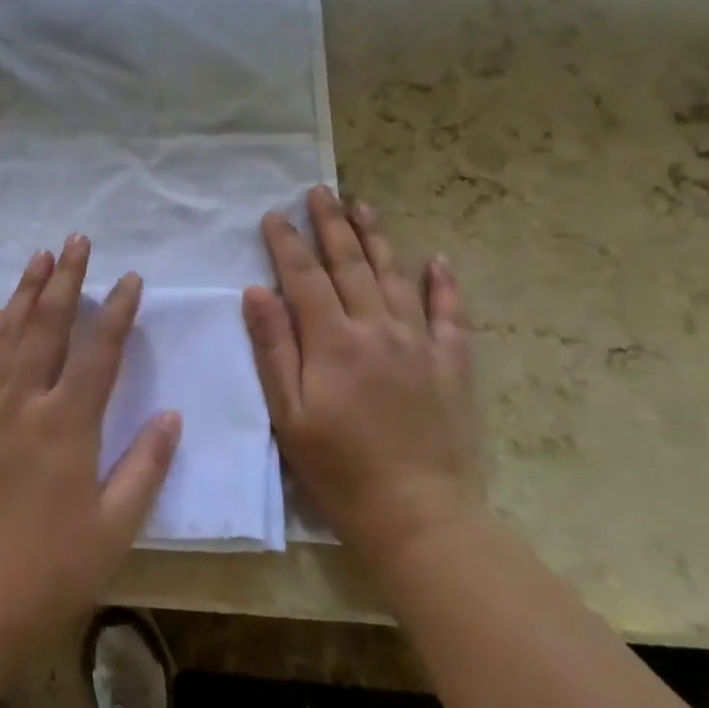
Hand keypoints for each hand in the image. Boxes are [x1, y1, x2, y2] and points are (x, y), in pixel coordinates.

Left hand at [0, 236, 180, 660]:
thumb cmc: (49, 571)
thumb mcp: (113, 528)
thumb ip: (145, 467)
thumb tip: (171, 416)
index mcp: (65, 426)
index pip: (97, 352)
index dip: (116, 311)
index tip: (130, 278)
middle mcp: (23, 404)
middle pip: (46, 326)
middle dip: (65, 279)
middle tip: (77, 240)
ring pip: (8, 334)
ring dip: (25, 292)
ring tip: (38, 257)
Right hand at [244, 186, 483, 570]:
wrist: (419, 516)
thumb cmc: (339, 469)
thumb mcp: (289, 414)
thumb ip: (273, 349)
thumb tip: (257, 291)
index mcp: (333, 341)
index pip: (304, 277)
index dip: (287, 242)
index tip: (274, 214)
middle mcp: (378, 329)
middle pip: (350, 265)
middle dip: (331, 224)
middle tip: (320, 191)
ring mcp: (419, 344)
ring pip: (395, 277)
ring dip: (377, 238)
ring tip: (363, 206)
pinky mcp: (451, 365)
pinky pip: (450, 315)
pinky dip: (444, 285)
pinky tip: (438, 259)